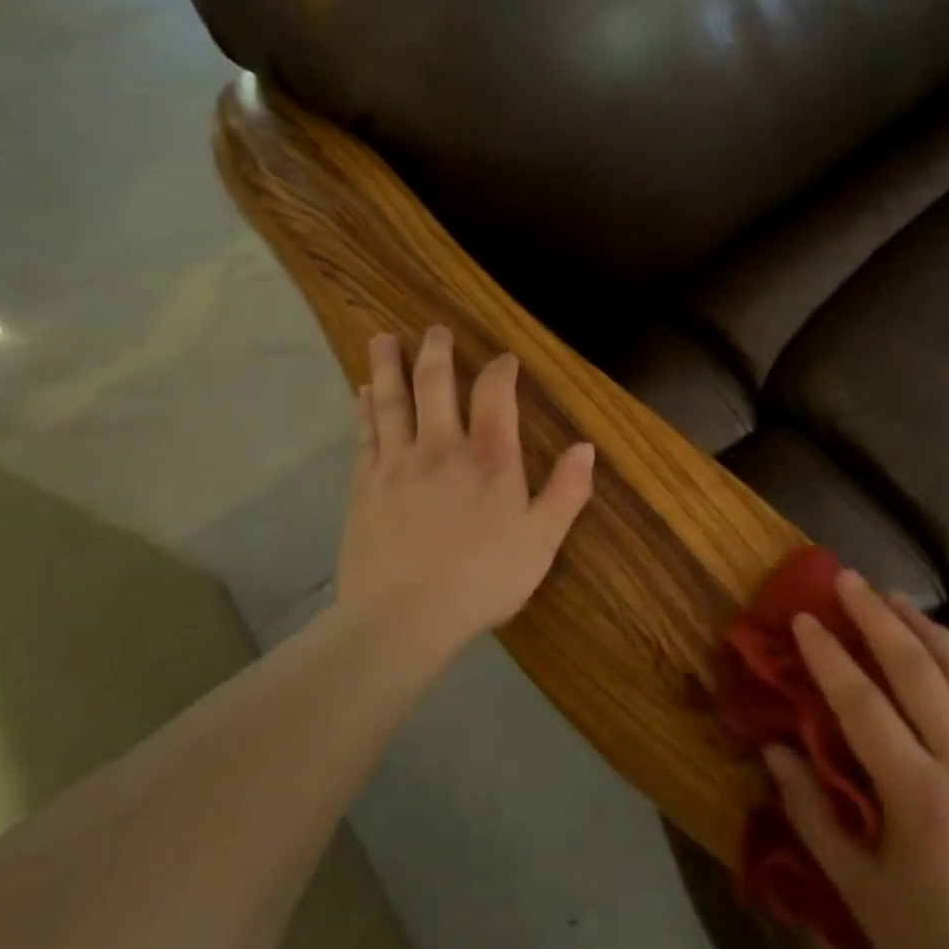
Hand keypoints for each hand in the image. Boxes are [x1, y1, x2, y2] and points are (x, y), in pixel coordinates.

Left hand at [335, 327, 594, 660]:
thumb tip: (586, 446)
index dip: (501, 370)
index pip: (495, 394)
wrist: (401, 619)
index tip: (504, 358)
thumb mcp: (541, 541)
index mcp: (490, 458)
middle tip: (435, 329)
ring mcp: (397, 464)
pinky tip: (361, 393)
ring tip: (383, 339)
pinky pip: (365, 434)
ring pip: (391, 401)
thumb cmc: (483, 579)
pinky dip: (365, 408)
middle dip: (437, 352)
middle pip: (435, 384)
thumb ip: (567, 491)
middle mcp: (441, 447)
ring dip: (389, 367)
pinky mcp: (364, 486)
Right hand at [762, 573, 948, 948]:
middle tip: (848, 579)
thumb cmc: (929, 940)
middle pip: (919, 670)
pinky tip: (941, 644)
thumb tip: (774, 749)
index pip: (865, 706)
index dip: (830, 657)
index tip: (803, 618)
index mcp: (920, 797)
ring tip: (893, 596)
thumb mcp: (857, 888)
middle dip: (877, 618)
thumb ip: (812, 813)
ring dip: (925, 626)